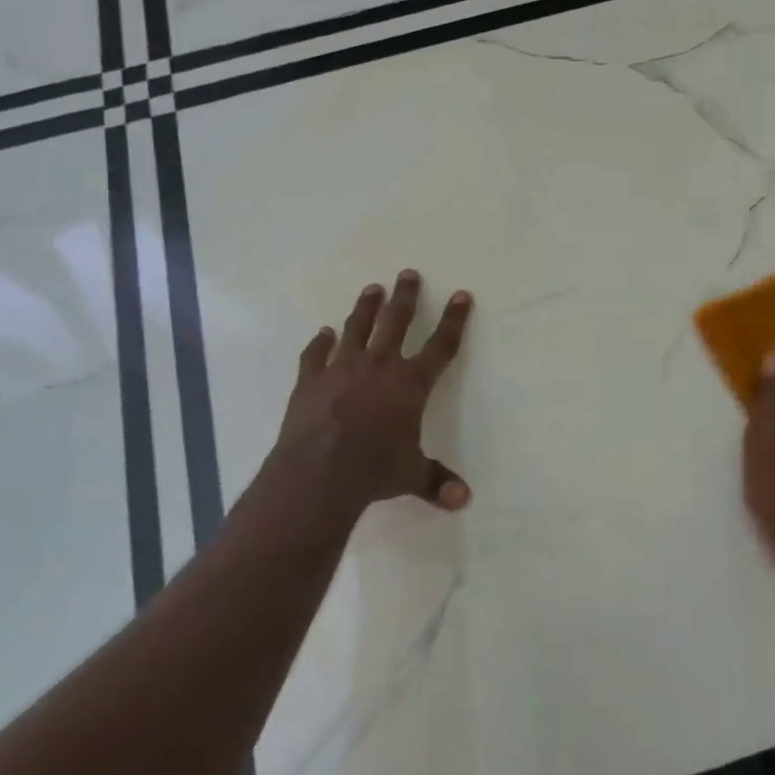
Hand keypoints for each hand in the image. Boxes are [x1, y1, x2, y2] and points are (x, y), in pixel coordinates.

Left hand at [274, 270, 473, 513]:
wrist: (320, 472)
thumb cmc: (374, 470)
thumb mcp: (411, 476)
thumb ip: (436, 482)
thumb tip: (464, 501)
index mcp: (411, 384)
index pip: (441, 346)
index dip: (453, 320)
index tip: (461, 295)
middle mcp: (379, 366)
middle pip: (397, 322)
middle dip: (406, 297)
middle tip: (408, 273)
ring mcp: (342, 368)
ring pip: (357, 328)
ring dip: (366, 307)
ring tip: (372, 289)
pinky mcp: (310, 379)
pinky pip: (316, 354)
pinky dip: (320, 343)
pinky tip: (323, 333)